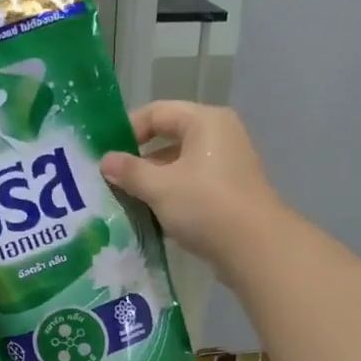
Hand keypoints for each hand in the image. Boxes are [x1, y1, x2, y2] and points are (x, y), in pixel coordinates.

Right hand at [100, 102, 282, 274]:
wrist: (255, 248)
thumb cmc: (205, 205)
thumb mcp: (160, 187)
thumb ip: (130, 171)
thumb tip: (105, 161)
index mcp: (205, 121)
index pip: (157, 112)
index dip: (128, 130)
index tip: (105, 155)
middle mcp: (219, 136)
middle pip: (169, 138)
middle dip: (139, 160)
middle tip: (111, 180)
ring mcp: (227, 165)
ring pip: (179, 165)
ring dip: (153, 181)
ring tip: (126, 200)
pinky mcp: (228, 192)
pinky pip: (191, 185)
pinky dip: (171, 196)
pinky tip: (151, 216)